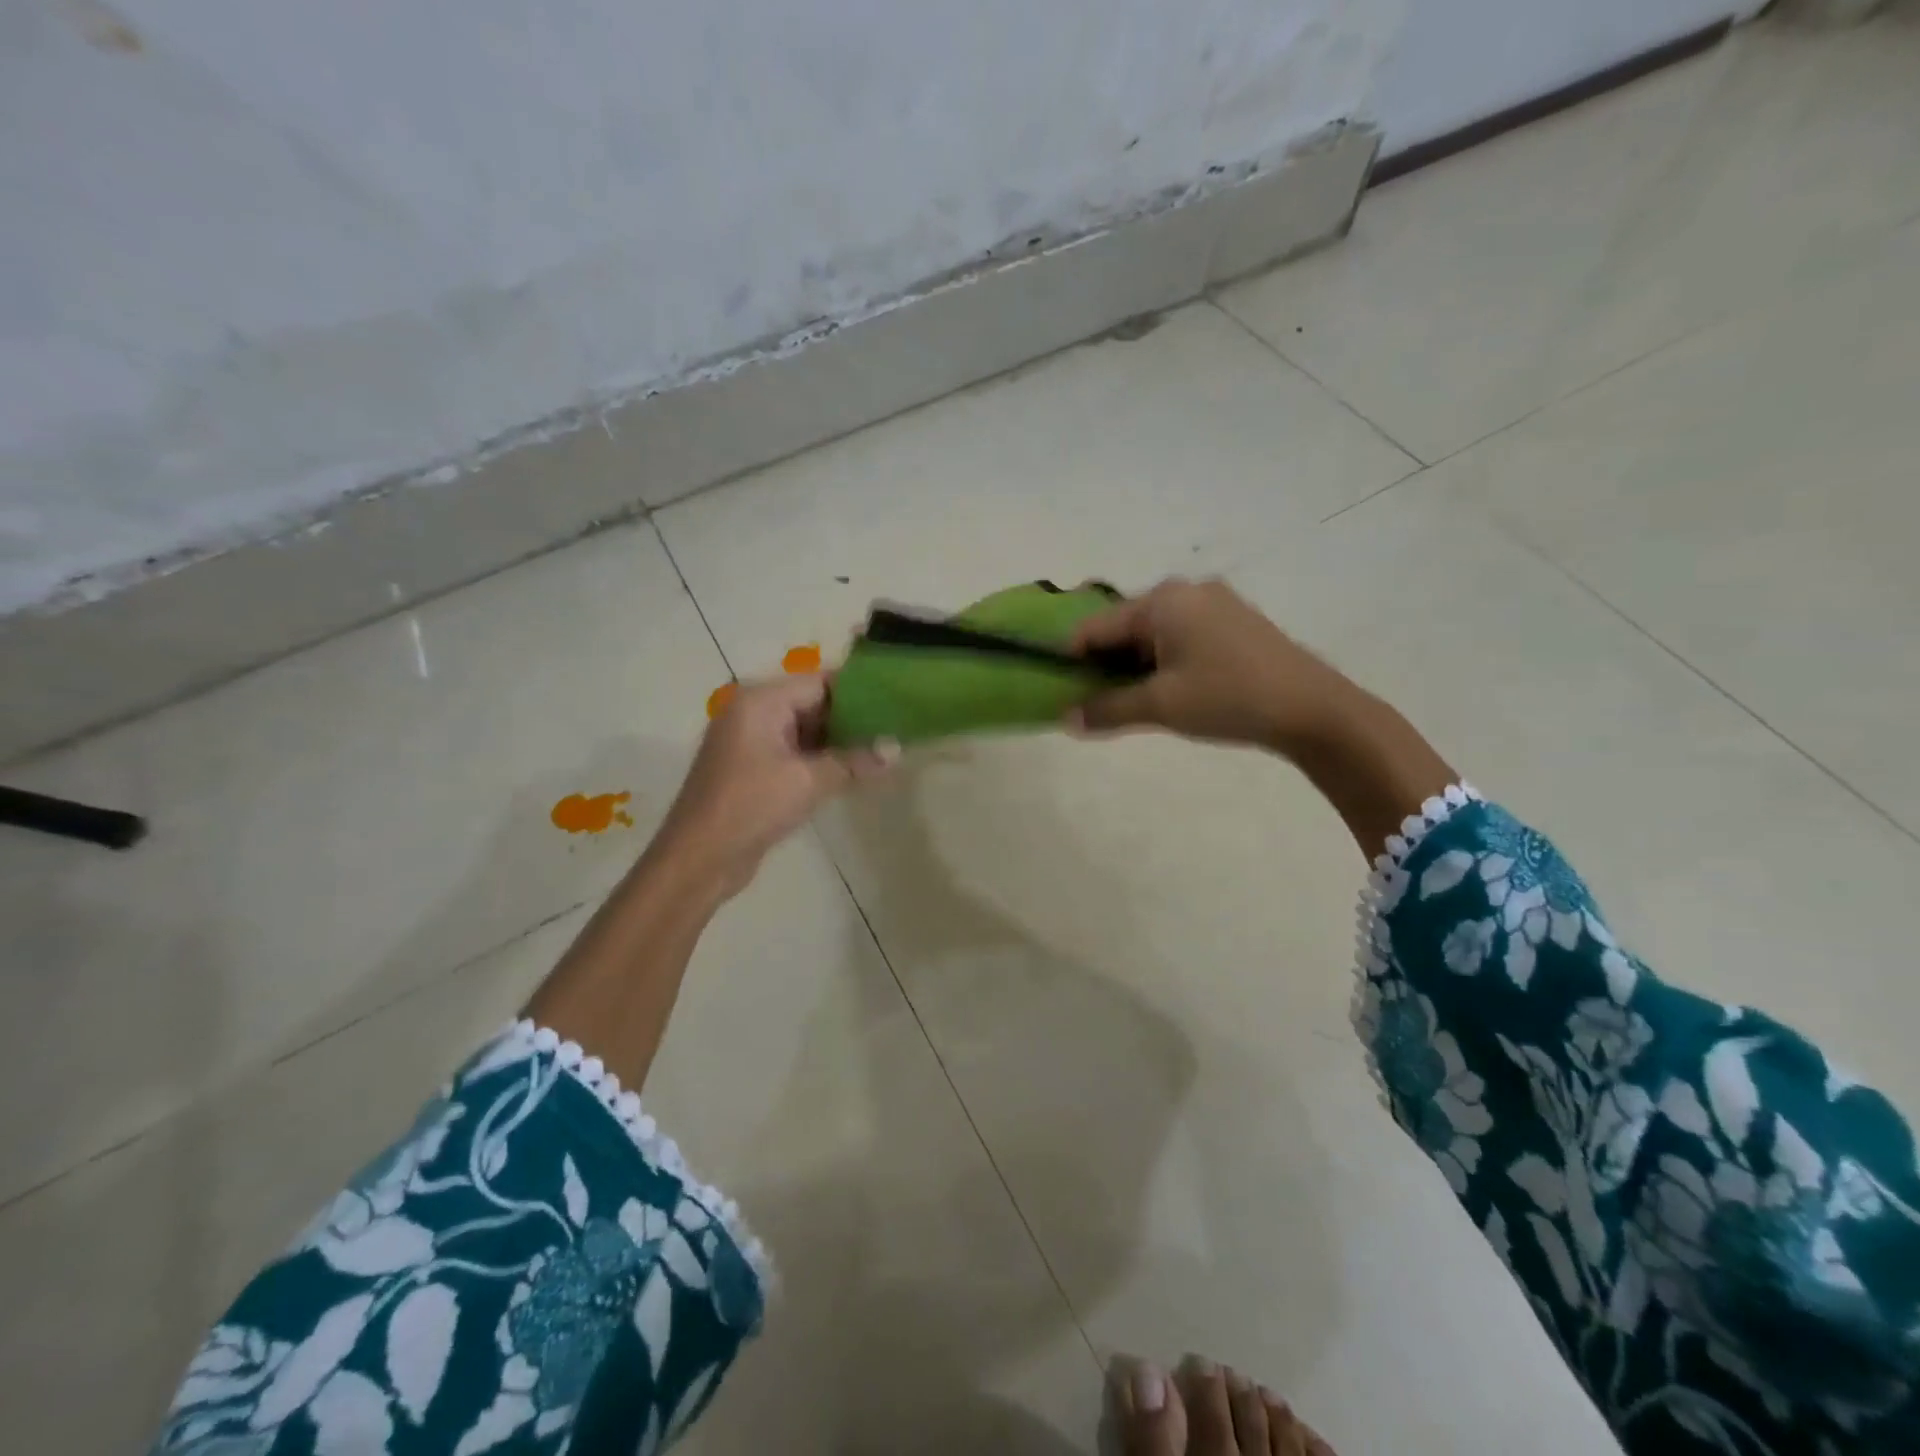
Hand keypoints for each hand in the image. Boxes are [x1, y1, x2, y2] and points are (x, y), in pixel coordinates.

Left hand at [656, 675, 895, 898]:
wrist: (698, 859)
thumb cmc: (751, 807)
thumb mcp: (810, 781)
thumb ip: (854, 761)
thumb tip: (896, 749)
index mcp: (760, 701)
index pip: (820, 682)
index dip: (859, 692)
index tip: (895, 702)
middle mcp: (752, 712)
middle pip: (812, 703)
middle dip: (852, 718)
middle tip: (895, 728)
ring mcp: (749, 741)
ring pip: (805, 730)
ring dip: (838, 741)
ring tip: (882, 748)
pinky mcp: (751, 769)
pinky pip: (793, 752)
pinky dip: (820, 759)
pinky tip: (852, 770)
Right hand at [1069, 578, 1359, 750]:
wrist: (1313, 709)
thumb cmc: (1227, 698)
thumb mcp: (1160, 707)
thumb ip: (1107, 710)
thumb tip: (1065, 720)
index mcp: (1162, 600)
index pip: (1096, 626)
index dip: (1072, 658)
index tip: (1061, 690)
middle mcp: (1186, 590)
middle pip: (1125, 626)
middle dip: (1106, 663)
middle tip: (1097, 702)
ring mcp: (1215, 603)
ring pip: (1154, 633)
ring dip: (1136, 665)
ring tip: (1133, 702)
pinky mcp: (1235, 622)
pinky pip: (1182, 636)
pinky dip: (1165, 661)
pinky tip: (1170, 691)